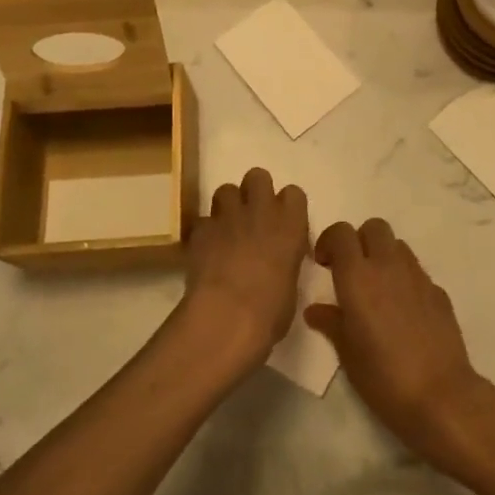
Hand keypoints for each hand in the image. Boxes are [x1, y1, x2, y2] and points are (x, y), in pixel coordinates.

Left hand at [177, 168, 308, 372]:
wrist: (226, 317)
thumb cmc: (270, 312)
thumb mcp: (291, 286)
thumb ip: (285, 261)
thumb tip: (277, 262)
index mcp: (290, 224)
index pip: (294, 194)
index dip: (287, 207)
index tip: (284, 226)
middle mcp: (260, 210)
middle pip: (258, 176)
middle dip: (255, 192)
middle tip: (253, 218)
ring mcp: (227, 216)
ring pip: (226, 190)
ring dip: (228, 206)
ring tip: (227, 230)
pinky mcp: (200, 229)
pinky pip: (203, 220)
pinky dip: (206, 232)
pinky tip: (207, 251)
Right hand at [305, 219, 484, 461]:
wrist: (441, 396)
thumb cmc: (383, 376)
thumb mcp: (347, 354)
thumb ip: (331, 323)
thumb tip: (316, 310)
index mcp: (358, 275)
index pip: (341, 233)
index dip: (330, 242)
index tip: (324, 265)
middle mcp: (387, 265)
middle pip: (373, 227)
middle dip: (360, 241)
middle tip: (352, 271)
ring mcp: (417, 276)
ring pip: (397, 246)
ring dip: (384, 256)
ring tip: (378, 289)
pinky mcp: (439, 292)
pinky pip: (417, 272)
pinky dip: (405, 280)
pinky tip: (404, 312)